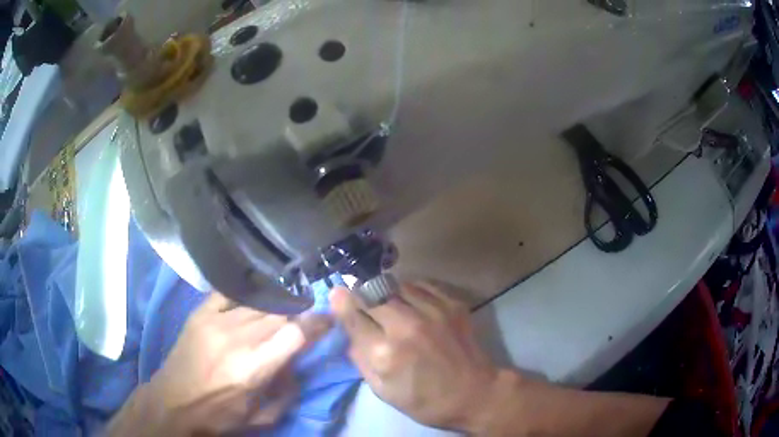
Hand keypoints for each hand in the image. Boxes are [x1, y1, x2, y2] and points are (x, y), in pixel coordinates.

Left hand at [108, 291, 331, 435]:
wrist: (173, 403)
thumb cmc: (219, 416)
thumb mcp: (262, 418)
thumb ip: (288, 392)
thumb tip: (297, 364)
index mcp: (253, 369)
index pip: (294, 334)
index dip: (317, 323)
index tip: (329, 319)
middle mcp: (236, 339)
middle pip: (279, 314)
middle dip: (299, 314)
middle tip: (307, 317)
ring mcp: (215, 322)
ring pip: (259, 303)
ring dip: (277, 305)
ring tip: (287, 308)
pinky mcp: (200, 314)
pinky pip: (231, 293)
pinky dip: (249, 293)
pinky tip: (259, 296)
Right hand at [329, 282, 505, 431]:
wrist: (474, 393)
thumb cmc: (425, 400)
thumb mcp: (383, 391)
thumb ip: (360, 359)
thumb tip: (349, 330)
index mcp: (385, 353)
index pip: (353, 316)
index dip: (341, 302)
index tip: (336, 292)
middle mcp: (407, 326)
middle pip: (372, 295)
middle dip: (361, 295)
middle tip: (359, 298)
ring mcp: (433, 311)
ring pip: (396, 285)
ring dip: (386, 292)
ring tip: (388, 303)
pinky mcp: (452, 304)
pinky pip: (421, 285)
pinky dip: (410, 290)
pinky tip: (411, 302)